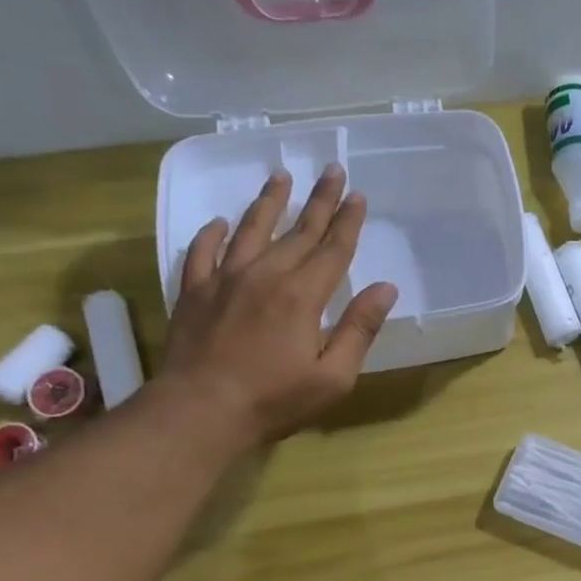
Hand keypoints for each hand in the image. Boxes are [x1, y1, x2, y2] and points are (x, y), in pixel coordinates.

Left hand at [159, 165, 396, 448]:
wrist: (199, 411)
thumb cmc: (275, 400)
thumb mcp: (333, 376)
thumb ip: (359, 329)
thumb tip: (385, 289)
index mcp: (302, 295)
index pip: (332, 249)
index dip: (347, 222)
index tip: (358, 195)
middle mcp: (265, 275)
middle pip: (297, 231)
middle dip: (318, 200)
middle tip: (331, 169)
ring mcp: (224, 280)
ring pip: (250, 230)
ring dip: (269, 202)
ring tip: (280, 176)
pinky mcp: (194, 293)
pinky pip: (202, 252)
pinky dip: (212, 234)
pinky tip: (219, 223)